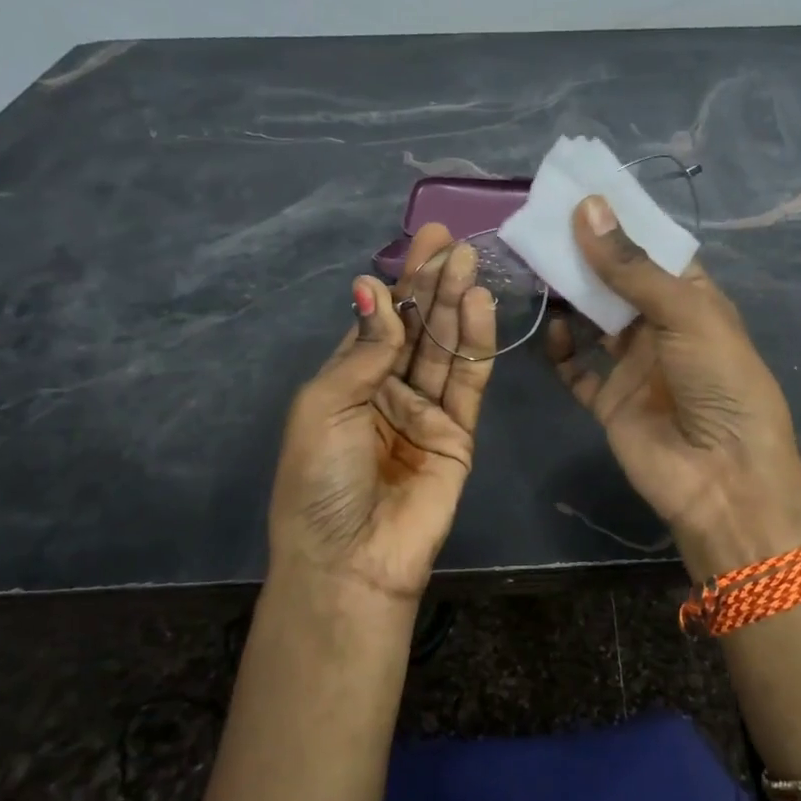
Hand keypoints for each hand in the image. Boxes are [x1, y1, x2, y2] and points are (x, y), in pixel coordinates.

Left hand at [268, 224, 495, 602]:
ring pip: (446, 348)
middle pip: (418, 328)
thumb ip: (364, 350)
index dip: (402, 282)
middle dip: (434, 283)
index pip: (380, 319)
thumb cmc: (320, 481)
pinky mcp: (459, 433)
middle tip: (455, 241)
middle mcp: (388, 389)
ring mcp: (426, 411)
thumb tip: (375, 289)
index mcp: (348, 381)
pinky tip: (480, 306)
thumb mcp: (325, 405)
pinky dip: (476, 343)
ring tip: (471, 262)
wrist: (350, 560)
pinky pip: (469, 381)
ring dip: (457, 304)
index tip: (424, 241)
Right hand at [544, 196, 800, 578]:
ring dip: (569, 296)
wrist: (722, 477)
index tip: (579, 193)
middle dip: (586, 255)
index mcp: (693, 300)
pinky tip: (551, 329)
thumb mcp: (685, 312)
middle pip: (617, 283)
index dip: (621, 224)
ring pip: (593, 321)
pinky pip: (578, 370)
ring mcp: (634, 366)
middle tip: (543, 223)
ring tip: (535, 264)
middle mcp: (662, 328)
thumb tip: (587, 207)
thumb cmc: (719, 381)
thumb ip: (632, 266)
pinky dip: (562, 350)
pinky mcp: (610, 401)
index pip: (653, 251)